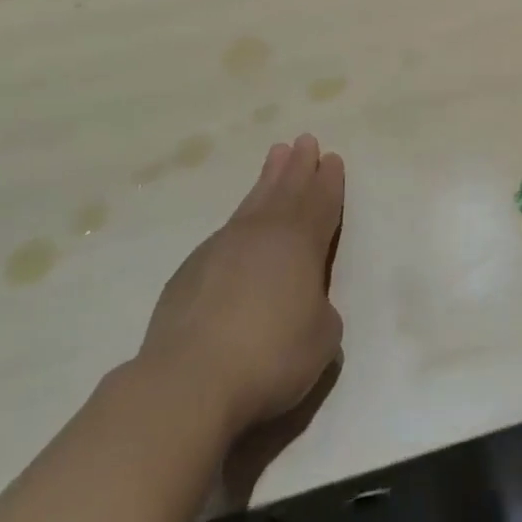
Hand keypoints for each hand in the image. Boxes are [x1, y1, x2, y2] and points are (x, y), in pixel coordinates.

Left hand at [133, 134, 344, 440]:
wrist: (189, 380)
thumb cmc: (270, 356)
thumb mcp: (321, 339)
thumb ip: (321, 310)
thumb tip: (306, 304)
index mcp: (302, 242)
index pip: (321, 202)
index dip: (329, 181)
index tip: (332, 158)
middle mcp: (264, 232)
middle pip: (287, 189)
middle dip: (299, 165)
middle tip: (305, 140)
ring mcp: (223, 246)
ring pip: (254, 201)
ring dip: (268, 177)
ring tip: (276, 155)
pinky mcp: (191, 269)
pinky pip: (225, 232)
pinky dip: (240, 220)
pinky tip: (239, 226)